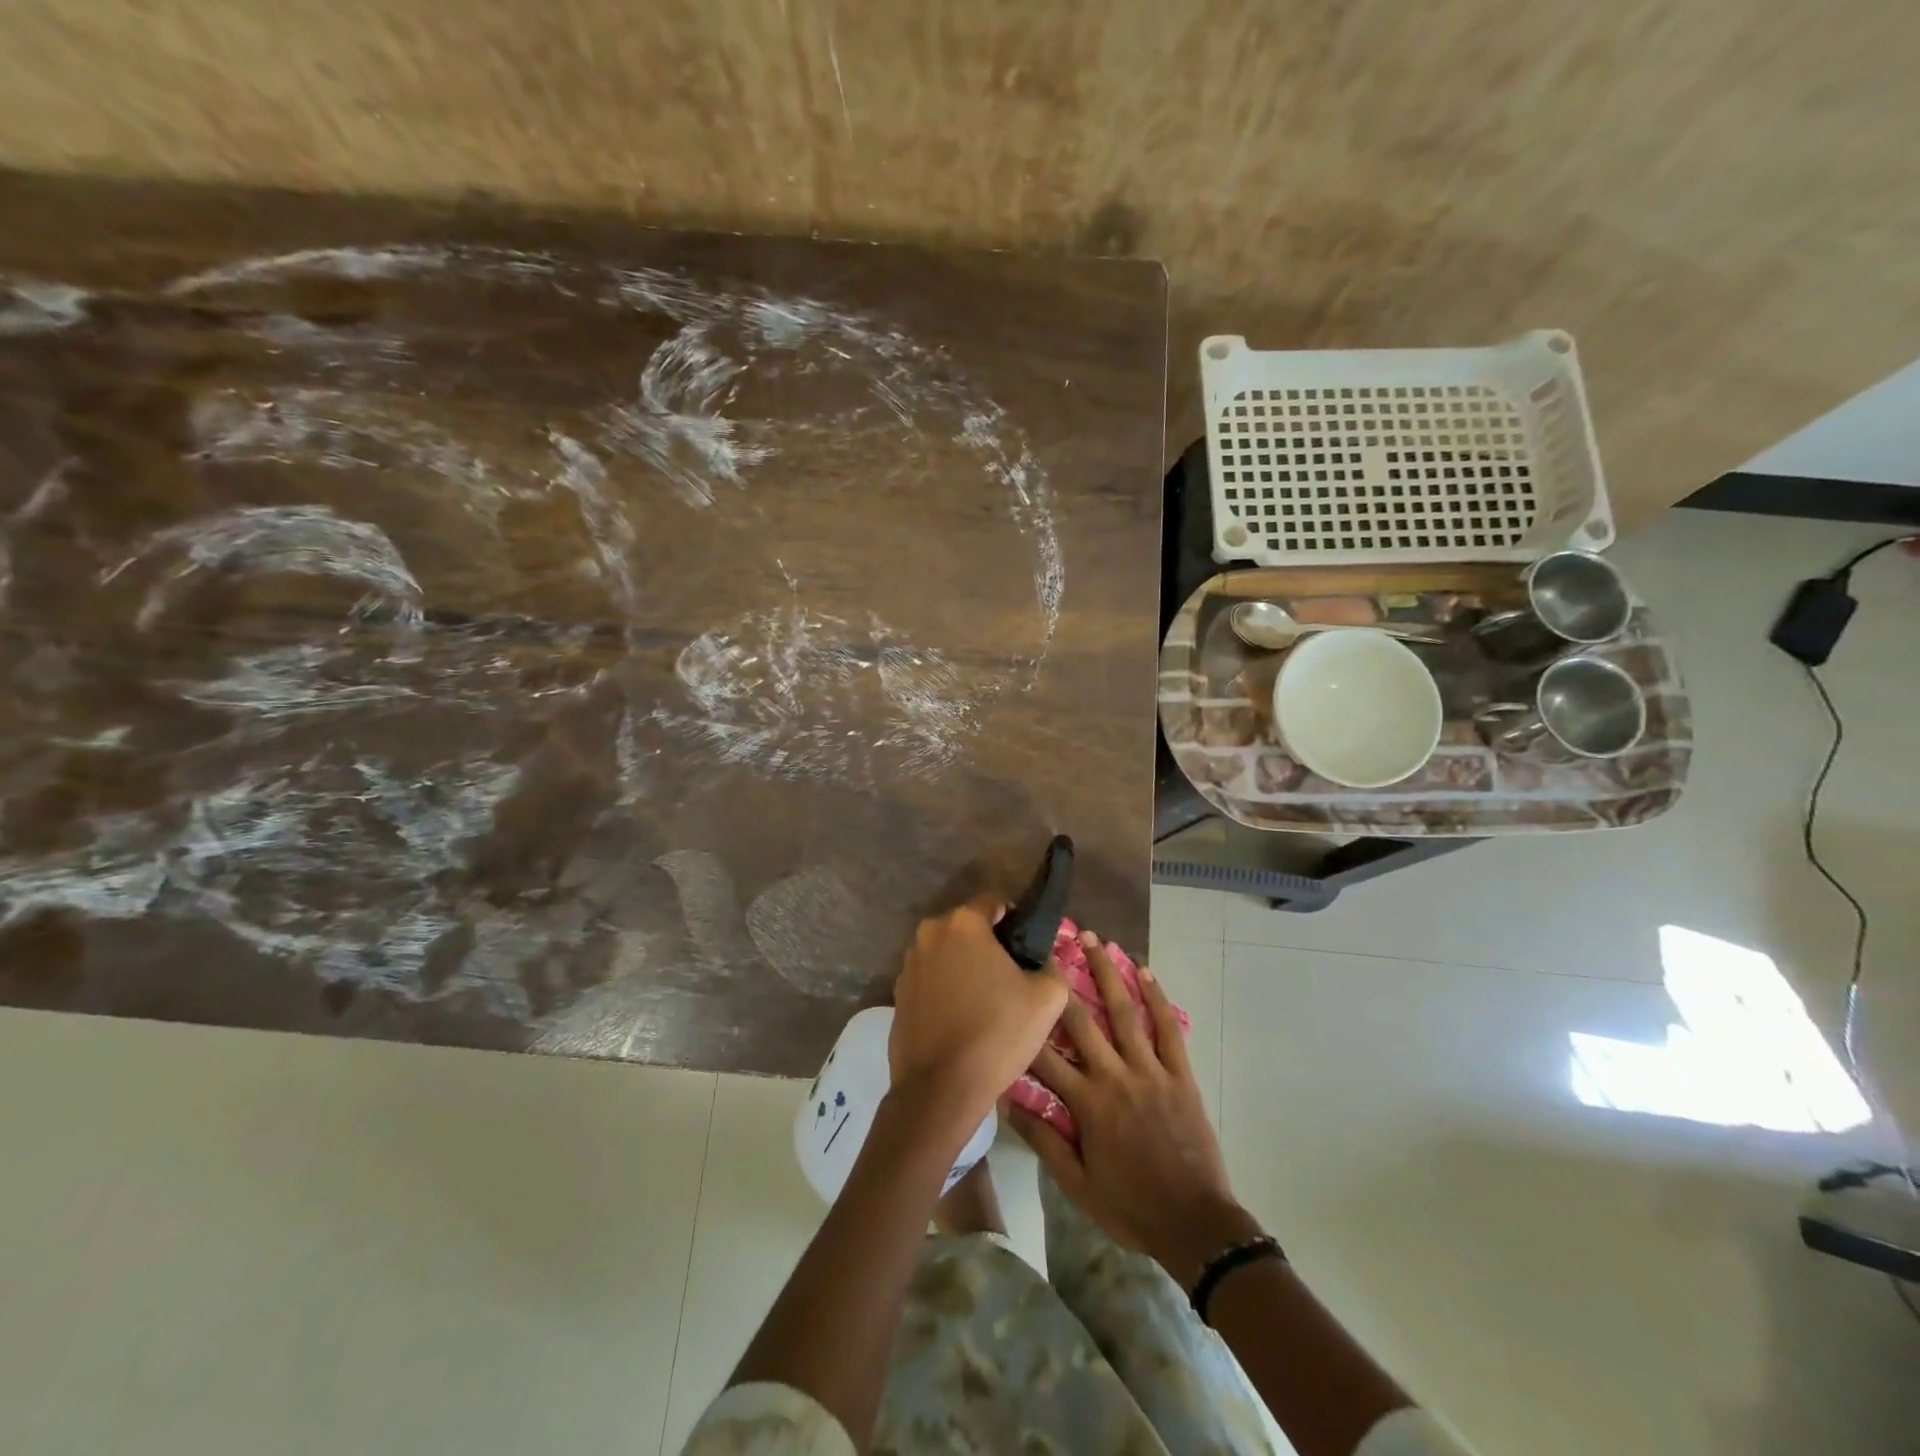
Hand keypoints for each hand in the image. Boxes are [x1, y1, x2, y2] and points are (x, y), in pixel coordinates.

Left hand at [889, 898, 1068, 1142]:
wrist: (940, 1090)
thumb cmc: (997, 1034)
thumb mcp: (1047, 999)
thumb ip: (1052, 967)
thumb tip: (1043, 961)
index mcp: (964, 923)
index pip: (995, 902)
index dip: (1016, 920)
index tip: (1028, 948)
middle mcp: (930, 933)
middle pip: (968, 927)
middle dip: (989, 944)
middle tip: (1011, 976)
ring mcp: (909, 963)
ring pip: (947, 952)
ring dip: (965, 965)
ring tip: (986, 1000)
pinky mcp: (898, 992)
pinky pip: (930, 978)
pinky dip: (946, 987)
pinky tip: (961, 1017)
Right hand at [1007, 932, 1261, 1289]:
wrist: (1196, 1225)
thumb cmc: (1130, 1207)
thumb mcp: (1077, 1184)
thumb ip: (1044, 1140)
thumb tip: (1008, 1101)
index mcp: (1088, 1103)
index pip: (1045, 1057)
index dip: (1024, 1027)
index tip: (1011, 994)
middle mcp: (1115, 1076)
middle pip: (1082, 1021)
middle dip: (1062, 982)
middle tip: (1048, 947)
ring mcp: (1150, 1071)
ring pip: (1124, 1012)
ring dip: (1108, 973)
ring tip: (1096, 939)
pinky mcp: (1180, 1074)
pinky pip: (1167, 1029)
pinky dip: (1156, 998)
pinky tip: (1145, 972)